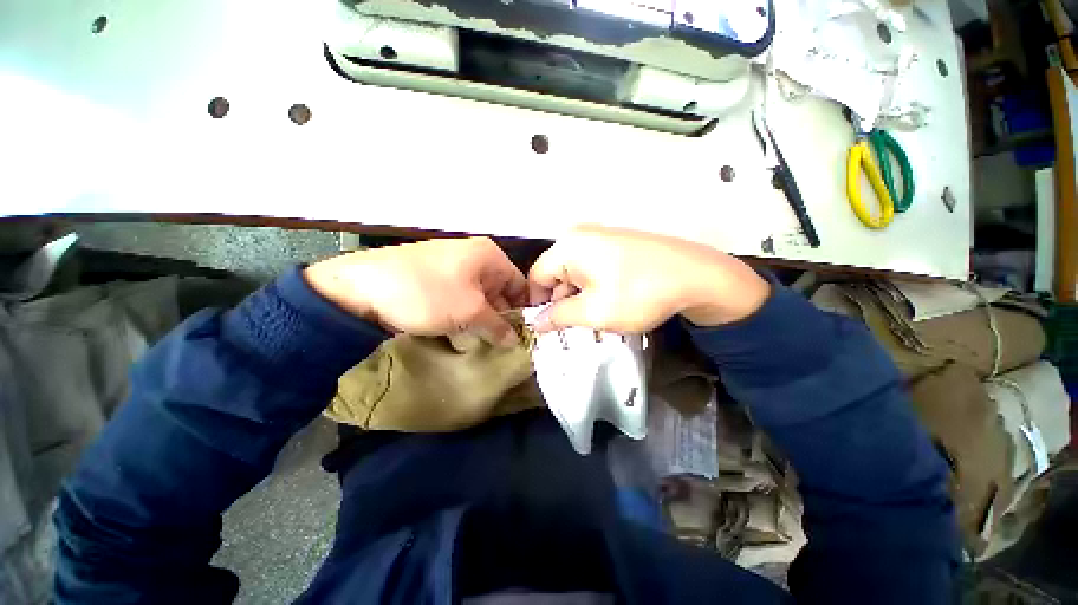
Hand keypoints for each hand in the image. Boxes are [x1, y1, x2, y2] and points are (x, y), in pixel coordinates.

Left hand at [304, 237, 526, 345]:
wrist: (360, 288)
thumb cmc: (428, 294)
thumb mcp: (470, 312)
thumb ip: (498, 326)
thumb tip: (514, 341)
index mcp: (488, 255)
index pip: (519, 283)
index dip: (522, 309)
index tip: (522, 334)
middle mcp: (473, 257)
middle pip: (498, 291)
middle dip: (500, 318)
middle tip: (501, 344)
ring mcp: (451, 267)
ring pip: (478, 297)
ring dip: (480, 320)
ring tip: (479, 342)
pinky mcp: (433, 279)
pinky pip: (458, 299)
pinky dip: (461, 316)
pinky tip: (457, 334)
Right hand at [527, 225, 769, 332]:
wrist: (697, 276)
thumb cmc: (639, 294)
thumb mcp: (593, 312)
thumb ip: (558, 317)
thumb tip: (536, 322)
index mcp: (568, 246)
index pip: (536, 276)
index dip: (537, 304)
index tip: (547, 327)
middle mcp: (580, 236)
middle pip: (555, 273)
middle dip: (561, 302)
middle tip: (572, 327)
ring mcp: (600, 238)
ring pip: (575, 273)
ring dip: (578, 297)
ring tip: (593, 318)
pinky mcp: (616, 244)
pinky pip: (591, 268)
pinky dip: (592, 288)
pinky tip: (608, 304)